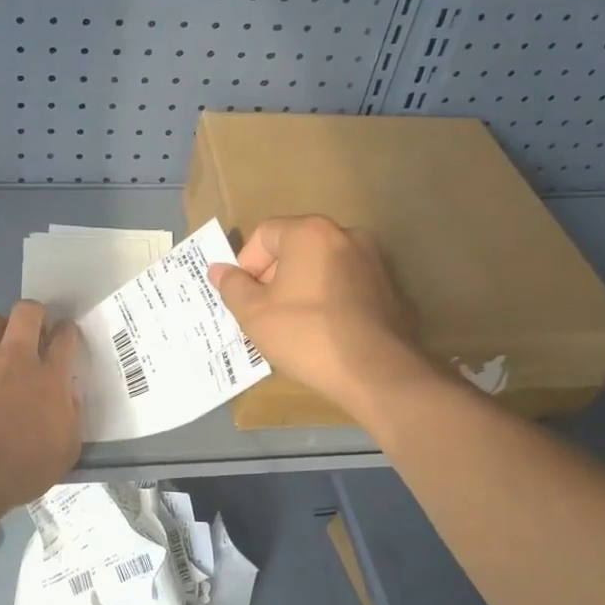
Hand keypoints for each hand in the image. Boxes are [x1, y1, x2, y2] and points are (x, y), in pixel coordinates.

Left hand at [0, 301, 82, 507]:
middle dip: (32, 313)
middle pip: (27, 312)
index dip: (67, 331)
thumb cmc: (21, 470)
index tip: (64, 336)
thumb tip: (69, 394)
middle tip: (30, 330)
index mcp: (49, 378)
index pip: (65, 337)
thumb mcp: (65, 452)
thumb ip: (72, 417)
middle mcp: (14, 359)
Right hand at [209, 215, 430, 417]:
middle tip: (263, 312)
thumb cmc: (305, 334)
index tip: (245, 298)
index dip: (246, 265)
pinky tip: (321, 330)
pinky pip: (344, 284)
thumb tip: (217, 270)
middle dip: (273, 276)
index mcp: (310, 232)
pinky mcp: (387, 287)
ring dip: (300, 287)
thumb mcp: (254, 313)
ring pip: (320, 266)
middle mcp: (345, 234)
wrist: (374, 372)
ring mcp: (372, 260)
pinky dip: (327, 298)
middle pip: (294, 247)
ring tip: (291, 324)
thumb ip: (232, 286)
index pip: (264, 235)